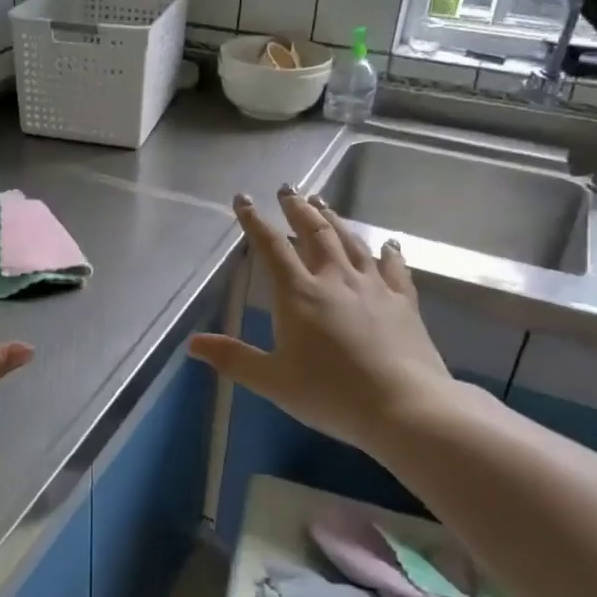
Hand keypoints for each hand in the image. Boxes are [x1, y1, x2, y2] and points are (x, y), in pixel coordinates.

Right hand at [187, 187, 456, 455]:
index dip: (255, 222)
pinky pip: (394, 266)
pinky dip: (387, 251)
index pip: (271, 247)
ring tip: (322, 202)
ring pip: (351, 241)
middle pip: (314, 233)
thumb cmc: (331, 394)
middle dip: (297, 209)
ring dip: (334, 219)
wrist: (404, 407)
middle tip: (288, 189)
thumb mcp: (273, 380)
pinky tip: (387, 243)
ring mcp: (373, 286)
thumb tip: (192, 343)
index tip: (244, 200)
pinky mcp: (404, 300)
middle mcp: (335, 279)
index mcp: (299, 294)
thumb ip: (233, 358)